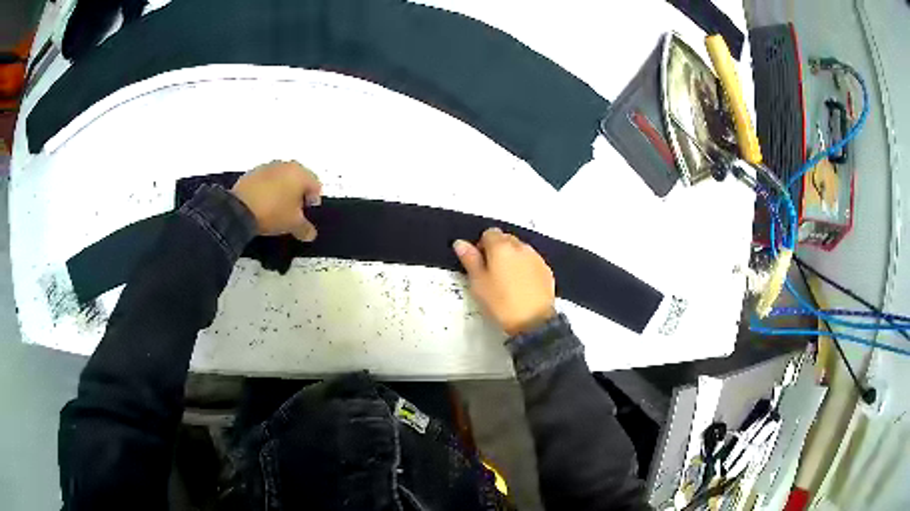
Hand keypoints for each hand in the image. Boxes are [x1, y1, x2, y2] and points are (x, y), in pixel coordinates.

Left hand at [231, 160, 322, 240]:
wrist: (239, 209)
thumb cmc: (273, 212)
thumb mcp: (293, 225)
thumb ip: (305, 229)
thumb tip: (311, 234)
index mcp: (301, 174)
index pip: (316, 185)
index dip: (313, 202)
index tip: (306, 214)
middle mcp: (286, 165)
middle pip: (299, 179)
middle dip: (298, 194)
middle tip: (293, 211)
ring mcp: (268, 167)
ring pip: (282, 178)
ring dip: (282, 190)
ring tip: (276, 208)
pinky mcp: (252, 172)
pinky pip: (266, 181)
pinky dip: (267, 190)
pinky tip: (262, 204)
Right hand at [453, 228, 555, 335]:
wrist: (533, 322)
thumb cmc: (501, 302)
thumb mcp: (478, 283)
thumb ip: (470, 259)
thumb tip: (460, 242)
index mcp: (501, 247)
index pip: (489, 233)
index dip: (481, 246)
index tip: (480, 264)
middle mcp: (521, 246)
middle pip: (506, 239)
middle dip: (498, 250)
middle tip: (492, 273)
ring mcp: (536, 257)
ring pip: (520, 250)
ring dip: (512, 258)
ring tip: (508, 281)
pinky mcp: (546, 270)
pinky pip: (531, 261)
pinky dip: (525, 267)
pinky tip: (521, 286)